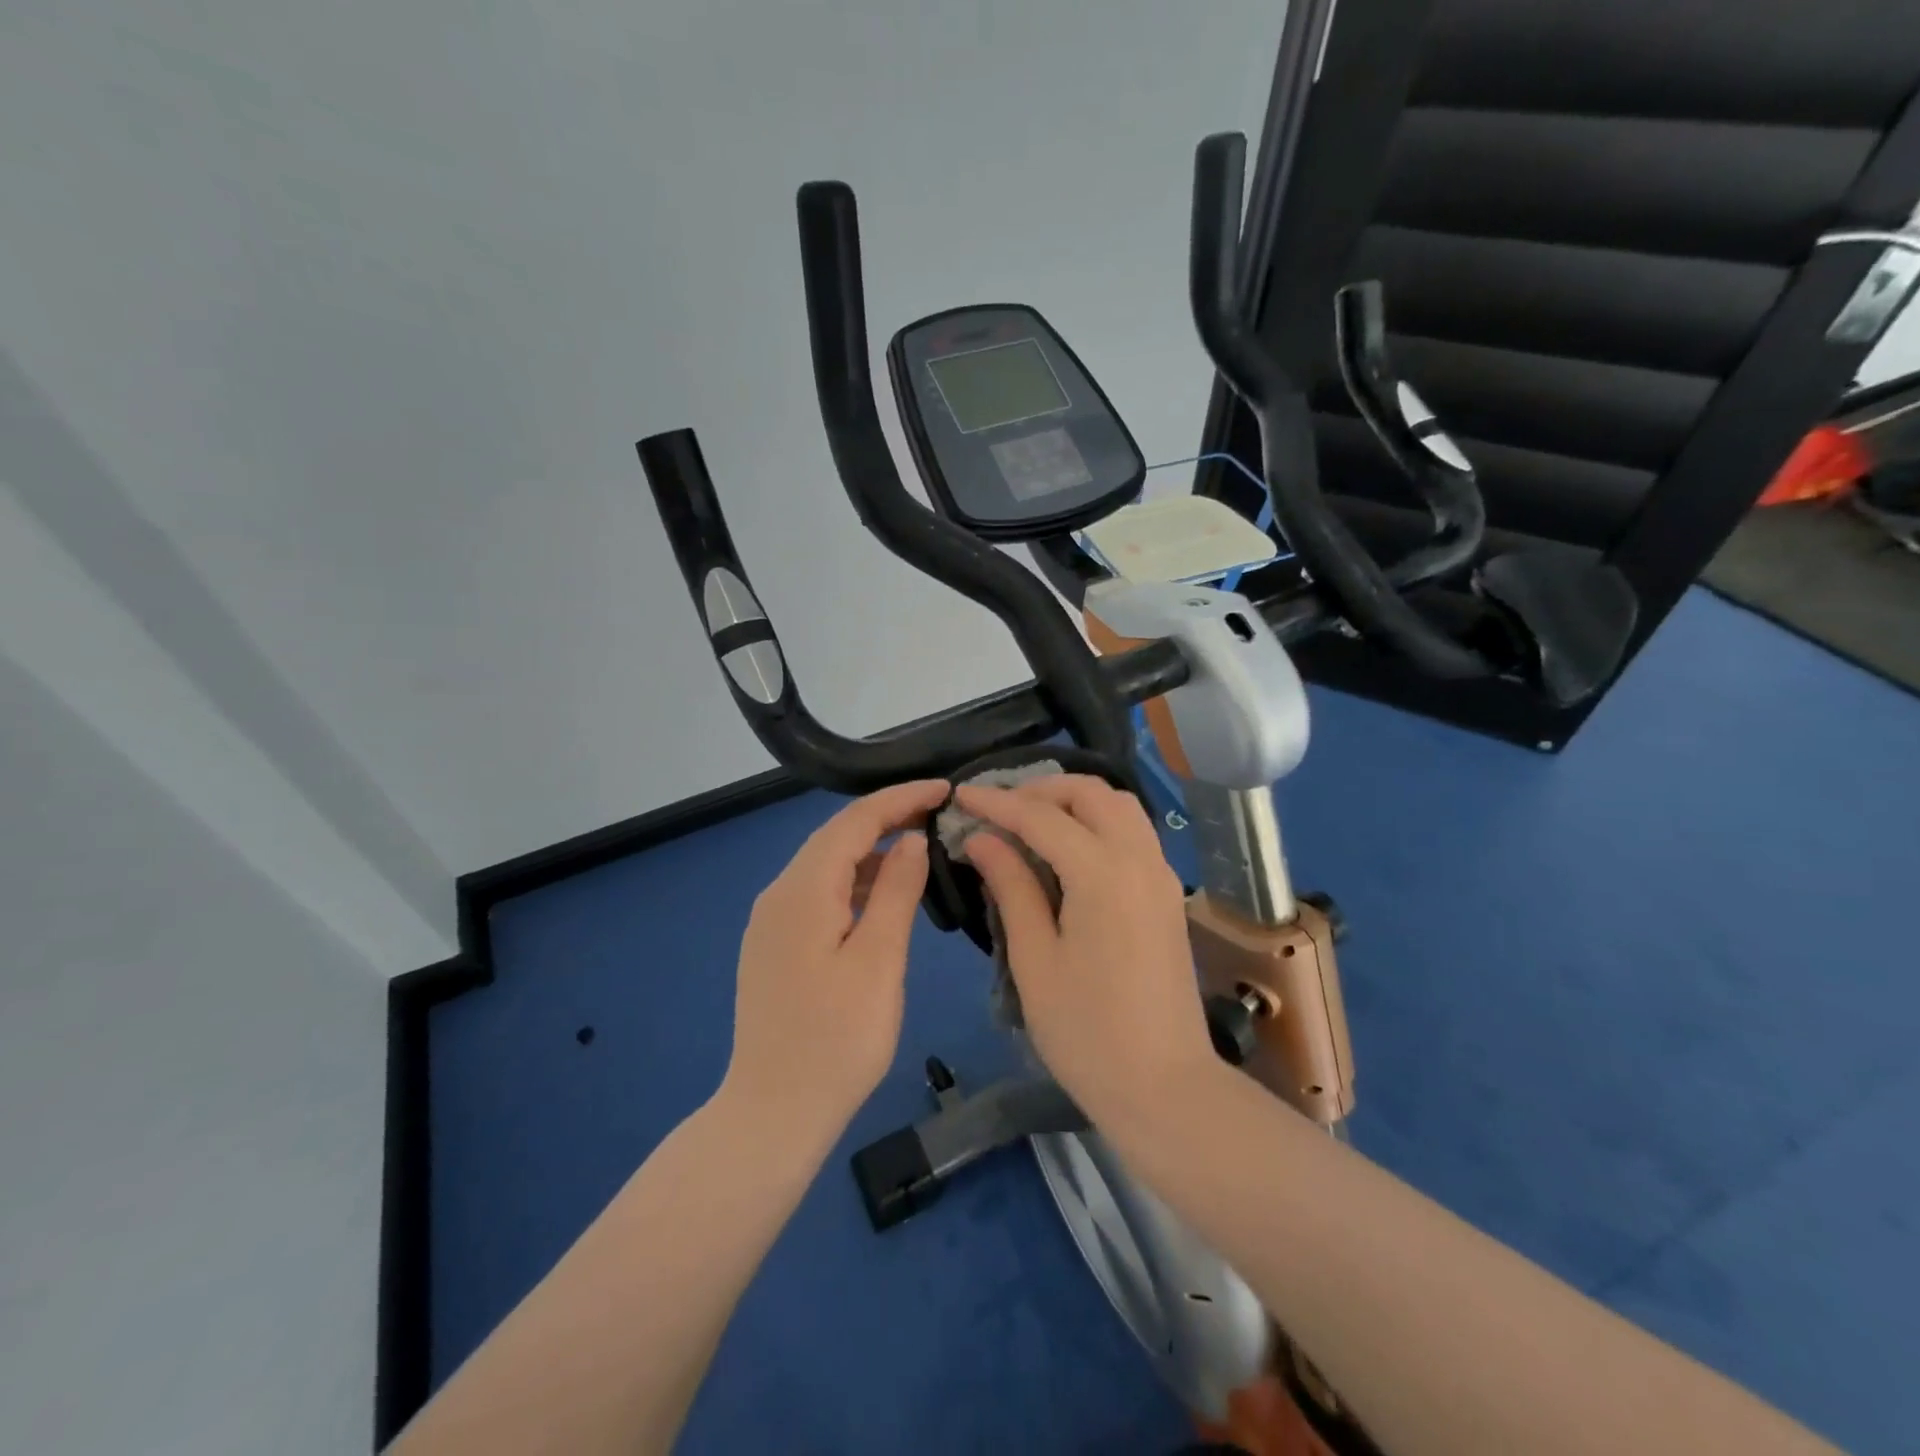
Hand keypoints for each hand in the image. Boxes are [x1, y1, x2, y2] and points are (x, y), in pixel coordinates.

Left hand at [720, 779, 946, 1148]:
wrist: (773, 1112)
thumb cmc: (836, 1040)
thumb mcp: (879, 961)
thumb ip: (896, 892)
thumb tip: (911, 840)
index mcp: (803, 890)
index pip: (855, 821)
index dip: (901, 798)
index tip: (945, 789)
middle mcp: (779, 893)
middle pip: (836, 837)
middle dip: (887, 818)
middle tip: (939, 814)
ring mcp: (772, 920)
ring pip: (827, 865)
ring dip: (872, 851)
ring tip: (921, 849)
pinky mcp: (775, 944)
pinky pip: (819, 894)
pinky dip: (855, 882)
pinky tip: (884, 897)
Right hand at [956, 776, 1217, 1126]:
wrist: (1165, 1086)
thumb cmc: (1087, 1032)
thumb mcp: (1035, 959)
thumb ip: (1011, 887)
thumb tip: (982, 838)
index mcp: (1103, 873)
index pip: (1041, 816)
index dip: (997, 802)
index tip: (961, 794)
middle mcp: (1140, 859)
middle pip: (1092, 793)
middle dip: (1042, 789)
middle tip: (1000, 808)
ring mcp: (1161, 875)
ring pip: (1120, 807)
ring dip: (1075, 801)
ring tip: (1031, 822)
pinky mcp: (1168, 895)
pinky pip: (1134, 833)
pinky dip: (1098, 822)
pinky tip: (1068, 850)